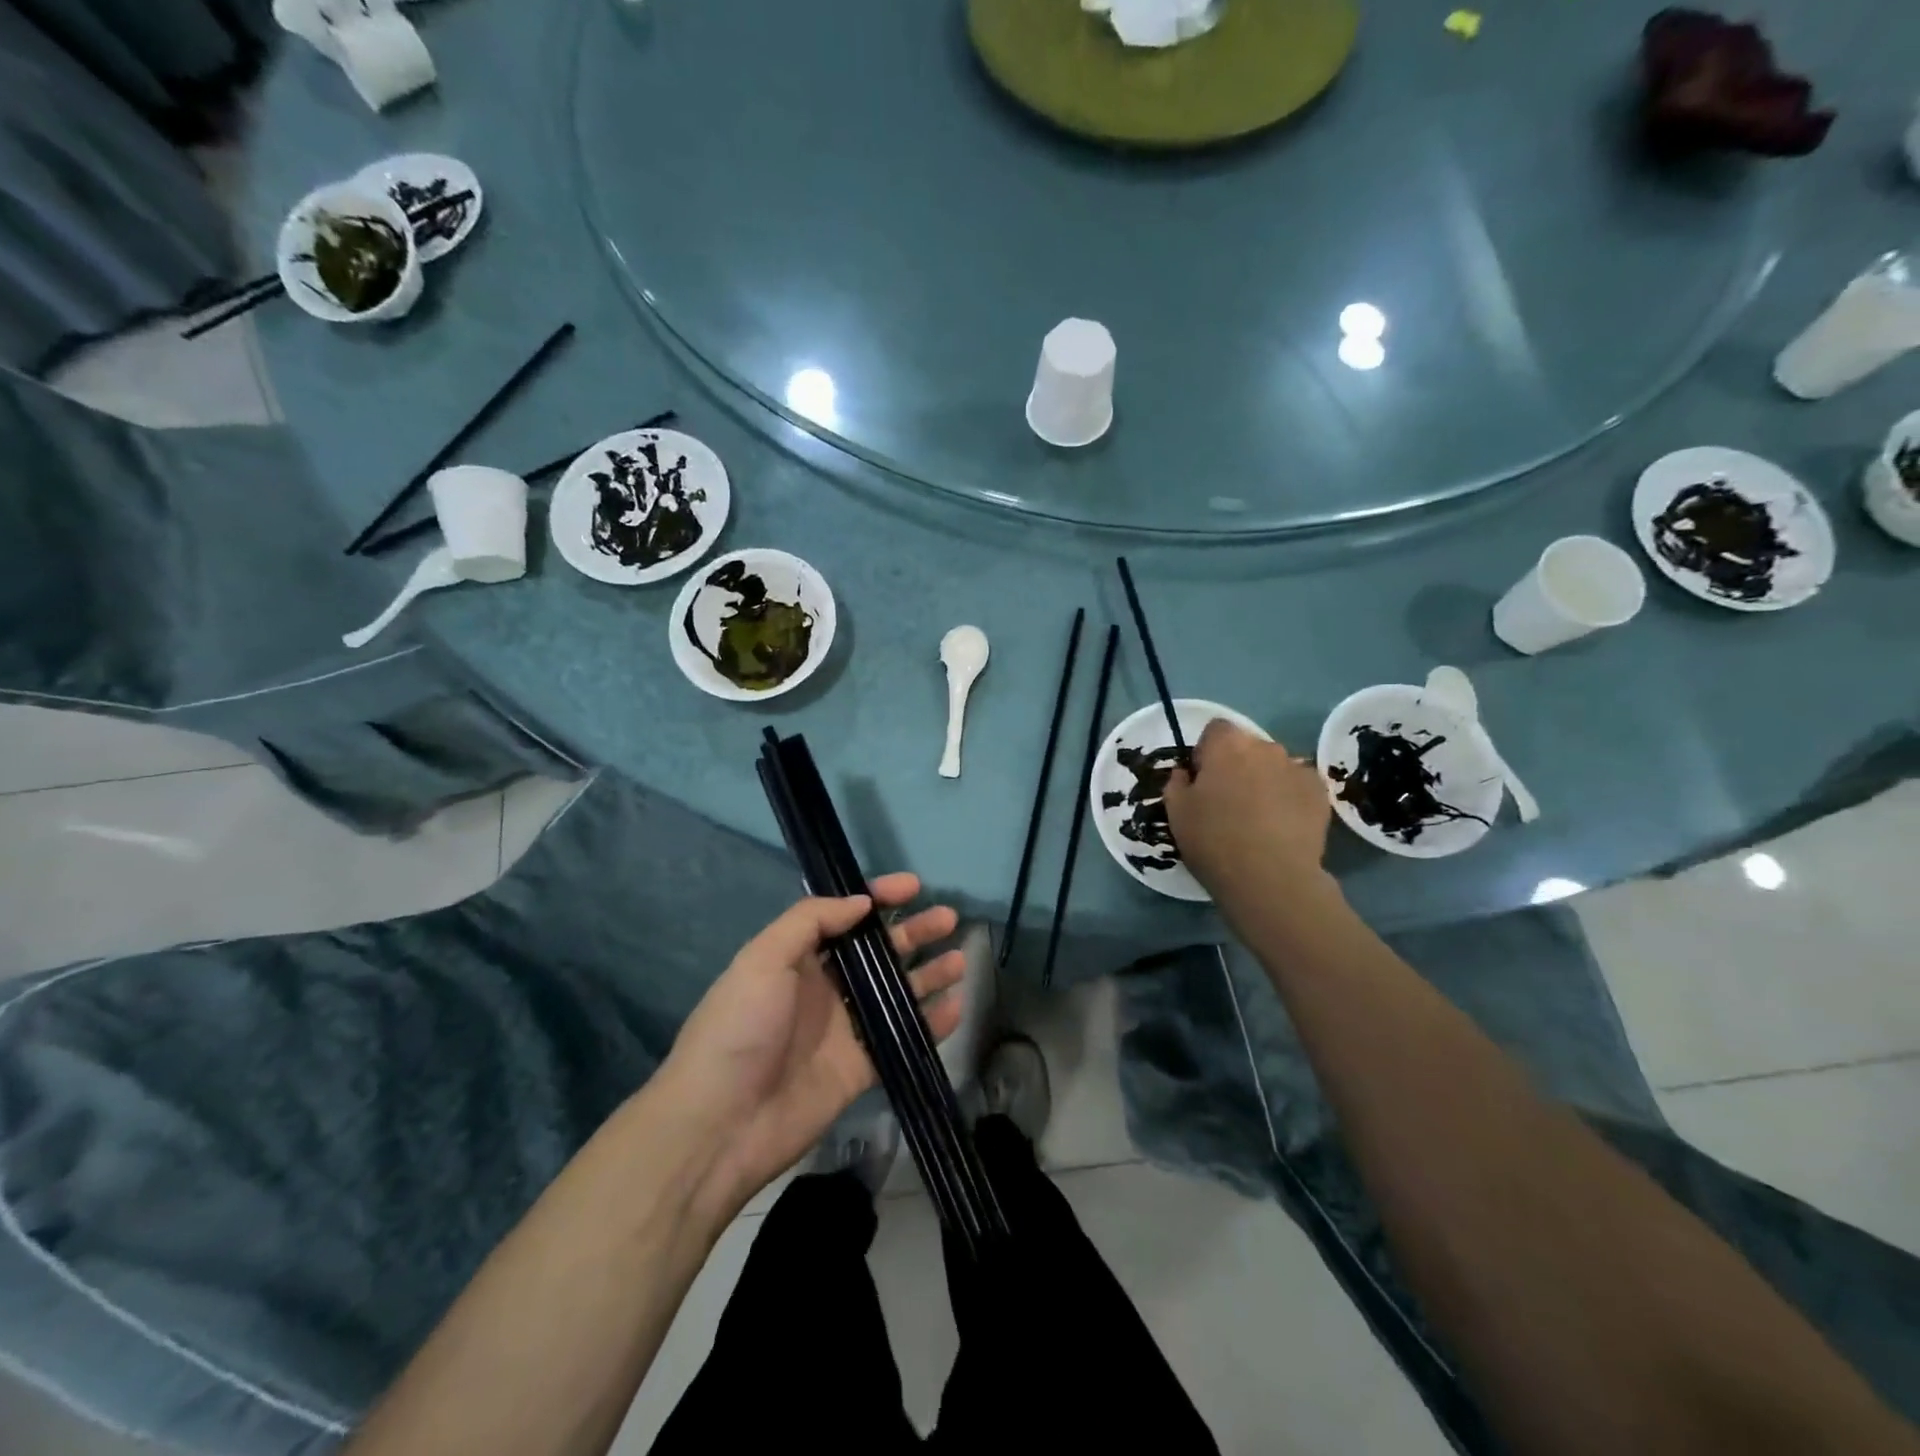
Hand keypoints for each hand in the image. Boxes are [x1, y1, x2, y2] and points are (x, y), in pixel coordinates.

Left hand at [657, 874, 964, 1215]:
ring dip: (928, 974)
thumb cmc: (739, 1029)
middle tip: (948, 918)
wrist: (720, 1126)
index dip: (878, 897)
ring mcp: (845, 1029)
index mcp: (798, 958)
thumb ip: (811, 922)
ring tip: (961, 959)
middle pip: (878, 952)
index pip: (845, 916)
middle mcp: (825, 987)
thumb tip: (862, 903)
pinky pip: (902, 1038)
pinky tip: (956, 1008)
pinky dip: (931, 1024)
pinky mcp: (860, 1068)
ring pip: (897, 992)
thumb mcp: (762, 960)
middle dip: (913, 932)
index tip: (913, 886)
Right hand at [1163, 720, 1334, 903]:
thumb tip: (1186, 773)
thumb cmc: (1214, 840)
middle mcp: (1265, 747)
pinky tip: (1281, 826)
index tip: (1202, 780)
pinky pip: (1297, 785)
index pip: (1215, 729)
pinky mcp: (1320, 793)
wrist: (1271, 877)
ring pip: (1274, 766)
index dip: (1206, 752)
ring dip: (1264, 780)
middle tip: (1228, 801)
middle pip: (1247, 746)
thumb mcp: (1176, 812)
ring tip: (1258, 817)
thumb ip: (1176, 783)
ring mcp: (1297, 768)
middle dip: (1236, 765)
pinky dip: (1289, 797)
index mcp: (1227, 745)